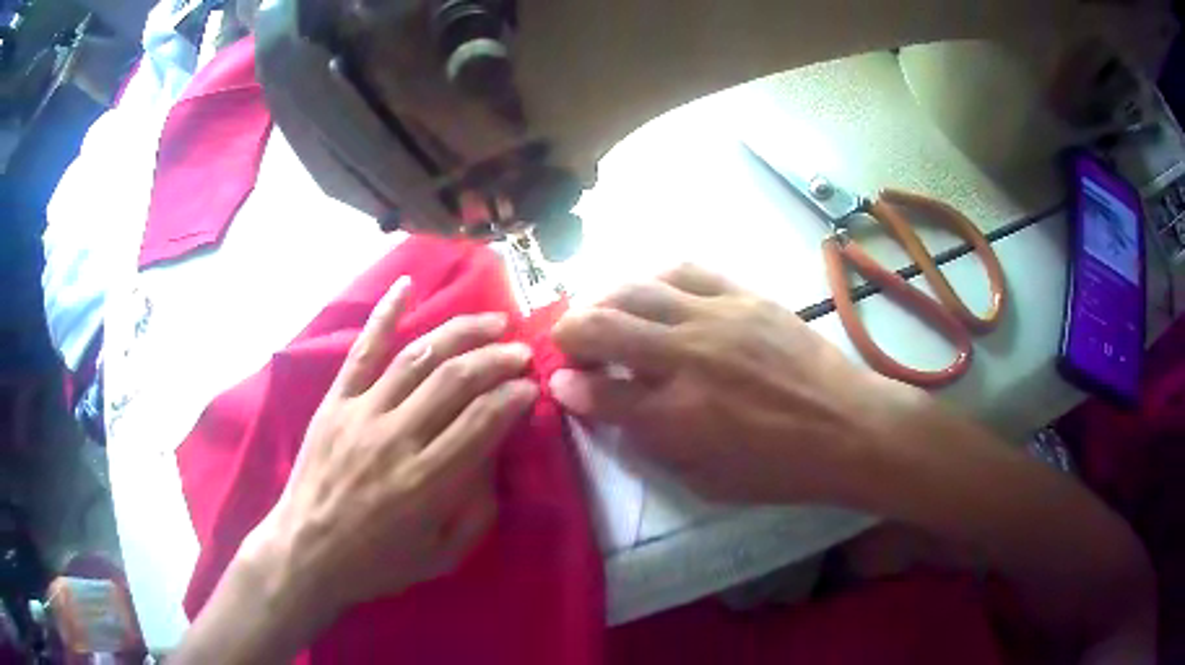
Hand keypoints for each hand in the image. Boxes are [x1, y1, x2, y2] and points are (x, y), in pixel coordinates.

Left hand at [243, 277, 538, 622]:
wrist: (306, 551)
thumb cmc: (376, 562)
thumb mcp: (441, 556)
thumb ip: (477, 511)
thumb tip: (495, 459)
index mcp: (426, 481)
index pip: (483, 419)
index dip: (514, 395)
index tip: (532, 386)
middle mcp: (396, 437)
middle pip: (455, 380)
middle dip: (497, 359)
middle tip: (521, 351)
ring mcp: (362, 412)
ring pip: (418, 357)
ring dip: (460, 333)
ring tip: (492, 321)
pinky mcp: (336, 401)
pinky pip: (363, 350)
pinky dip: (385, 314)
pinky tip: (407, 285)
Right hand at [550, 265, 917, 503]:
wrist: (849, 428)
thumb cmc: (779, 469)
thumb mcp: (707, 482)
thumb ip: (652, 445)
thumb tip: (612, 410)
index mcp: (676, 418)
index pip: (596, 392)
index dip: (568, 388)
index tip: (561, 385)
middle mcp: (687, 359)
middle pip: (600, 326)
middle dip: (568, 334)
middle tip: (570, 346)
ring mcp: (717, 318)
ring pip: (634, 289)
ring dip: (602, 300)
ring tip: (602, 314)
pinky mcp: (744, 295)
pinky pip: (685, 269)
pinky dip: (654, 279)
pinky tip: (651, 291)